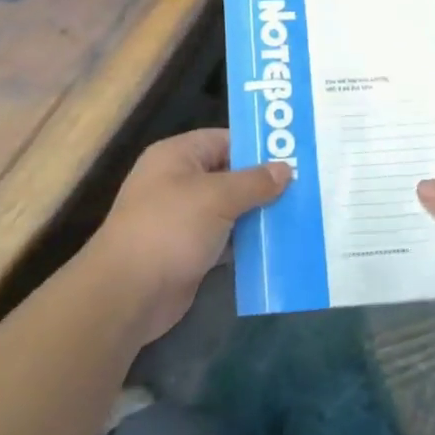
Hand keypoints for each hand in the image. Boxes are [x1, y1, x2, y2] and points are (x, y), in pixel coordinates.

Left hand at [90, 129, 290, 343]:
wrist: (128, 294)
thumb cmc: (170, 229)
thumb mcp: (217, 197)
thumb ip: (253, 182)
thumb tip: (285, 168)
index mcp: (178, 155)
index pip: (225, 140)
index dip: (258, 147)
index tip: (295, 156)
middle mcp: (179, 182)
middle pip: (230, 175)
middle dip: (264, 183)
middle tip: (306, 187)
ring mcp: (183, 219)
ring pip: (230, 209)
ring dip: (259, 215)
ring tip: (300, 215)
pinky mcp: (189, 251)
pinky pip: (226, 239)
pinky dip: (247, 242)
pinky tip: (278, 246)